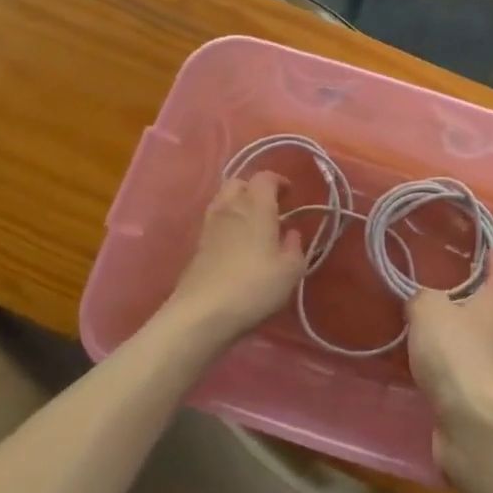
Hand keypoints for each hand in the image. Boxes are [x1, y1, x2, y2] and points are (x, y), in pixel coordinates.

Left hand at [164, 173, 305, 348]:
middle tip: (270, 206)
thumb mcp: (290, 271)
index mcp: (256, 206)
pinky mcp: (197, 246)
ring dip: (238, 205)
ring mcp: (209, 226)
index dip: (279, 181)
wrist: (201, 314)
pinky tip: (237, 245)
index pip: (265, 177)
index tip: (290, 194)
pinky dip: (227, 224)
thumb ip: (294, 247)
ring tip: (253, 225)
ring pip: (223, 201)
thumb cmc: (253, 287)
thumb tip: (291, 233)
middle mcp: (230, 208)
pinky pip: (214, 222)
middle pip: (238, 182)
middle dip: (254, 188)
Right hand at [406, 255, 492, 428]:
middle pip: (489, 310)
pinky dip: (449, 369)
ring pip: (476, 344)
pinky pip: (463, 374)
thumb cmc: (456, 354)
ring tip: (429, 331)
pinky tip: (429, 370)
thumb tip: (421, 301)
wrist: (474, 424)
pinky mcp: (482, 400)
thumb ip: (422, 300)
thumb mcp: (429, 312)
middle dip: (471, 300)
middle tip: (444, 290)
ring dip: (458, 338)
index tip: (490, 248)